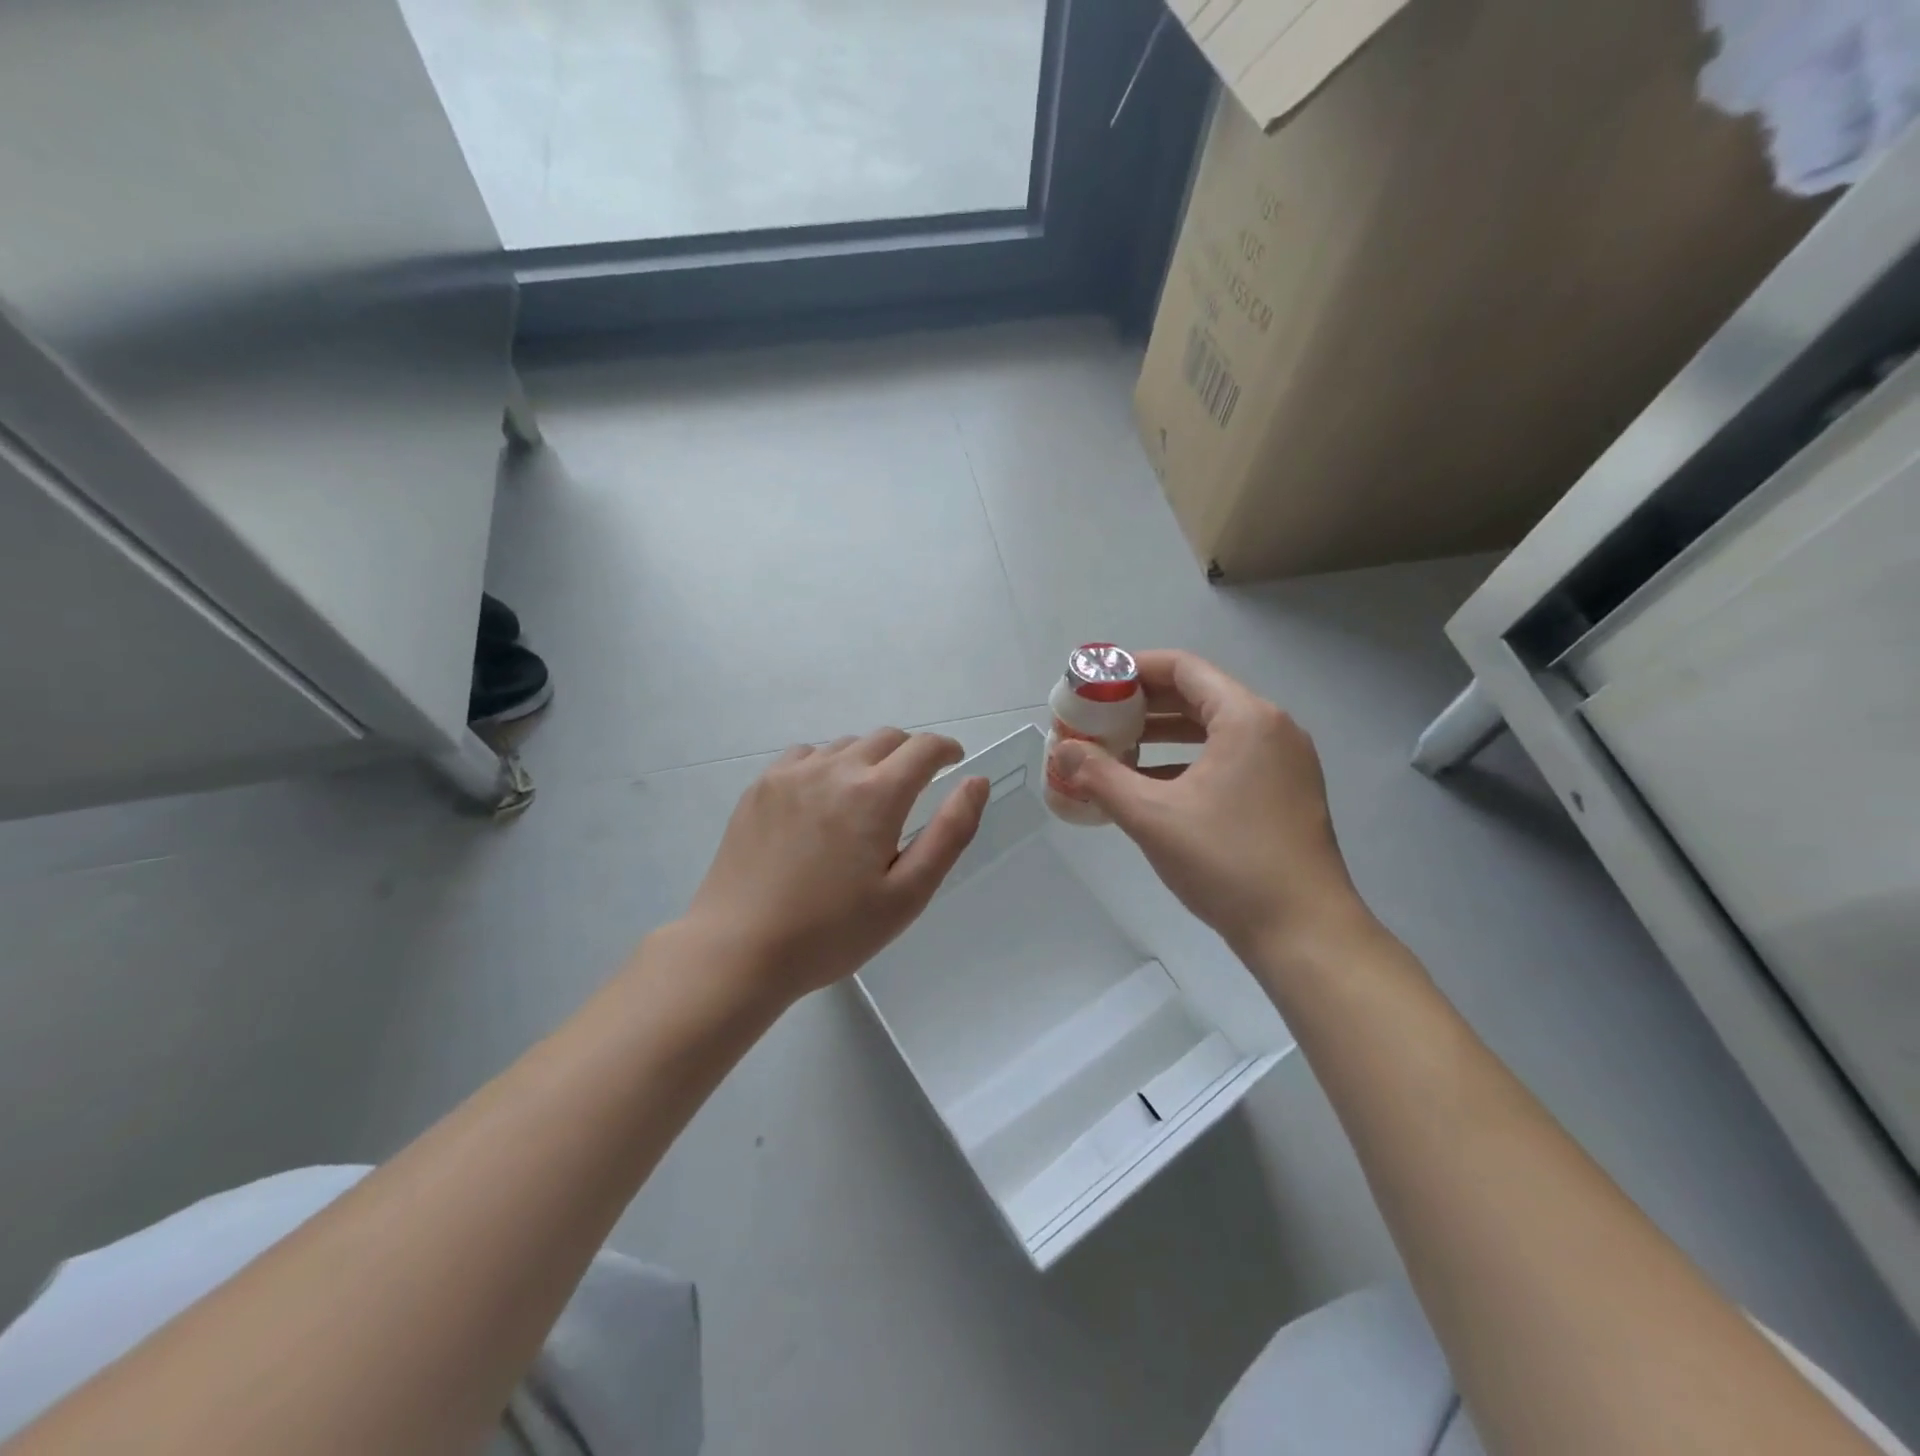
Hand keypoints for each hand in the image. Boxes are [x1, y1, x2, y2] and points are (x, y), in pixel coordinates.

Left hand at [684, 729, 989, 1004]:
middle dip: (911, 753)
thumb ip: (950, 832)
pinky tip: (822, 801)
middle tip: (916, 786)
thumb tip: (976, 782)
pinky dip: (827, 765)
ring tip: (867, 800)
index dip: (946, 750)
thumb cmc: (833, 931)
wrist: (739, 949)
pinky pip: (806, 756)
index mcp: (876, 794)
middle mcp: (835, 768)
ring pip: (846, 746)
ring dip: (869, 760)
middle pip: (886, 738)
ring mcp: (792, 774)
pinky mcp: (760, 787)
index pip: (924, 748)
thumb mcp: (907, 894)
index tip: (954, 763)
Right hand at [1046, 651, 1370, 965]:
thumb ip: (1100, 777)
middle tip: (1098, 717)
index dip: (1133, 669)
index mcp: (1246, 718)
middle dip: (1144, 704)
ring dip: (1164, 734)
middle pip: (1199, 694)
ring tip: (1117, 748)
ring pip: (1214, 729)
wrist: (1303, 932)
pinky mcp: (1285, 792)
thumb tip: (1062, 751)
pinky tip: (1153, 784)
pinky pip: (1229, 757)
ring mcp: (1284, 762)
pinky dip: (1189, 760)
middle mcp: (1272, 728)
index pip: (1183, 668)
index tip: (1095, 684)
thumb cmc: (1227, 863)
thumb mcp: (1152, 817)